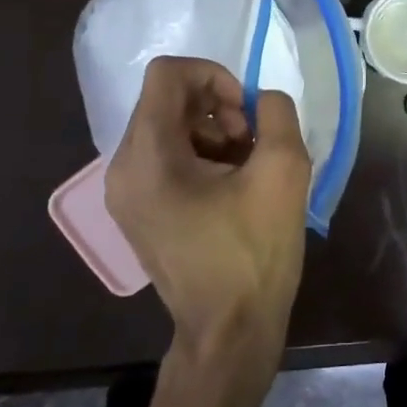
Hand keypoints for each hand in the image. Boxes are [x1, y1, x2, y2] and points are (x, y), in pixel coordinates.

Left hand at [105, 56, 311, 366]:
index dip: (214, 76)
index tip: (246, 112)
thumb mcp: (283, 171)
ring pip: (168, 127)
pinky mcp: (137, 210)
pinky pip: (166, 157)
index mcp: (148, 155)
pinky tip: (232, 185)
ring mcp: (125, 192)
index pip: (168, 74)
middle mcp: (123, 168)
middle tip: (252, 142)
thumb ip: (277, 113)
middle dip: (217, 107)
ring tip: (246, 166)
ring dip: (213, 131)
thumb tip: (263, 100)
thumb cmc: (254, 252)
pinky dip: (201, 155)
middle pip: (167, 100)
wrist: (230, 331)